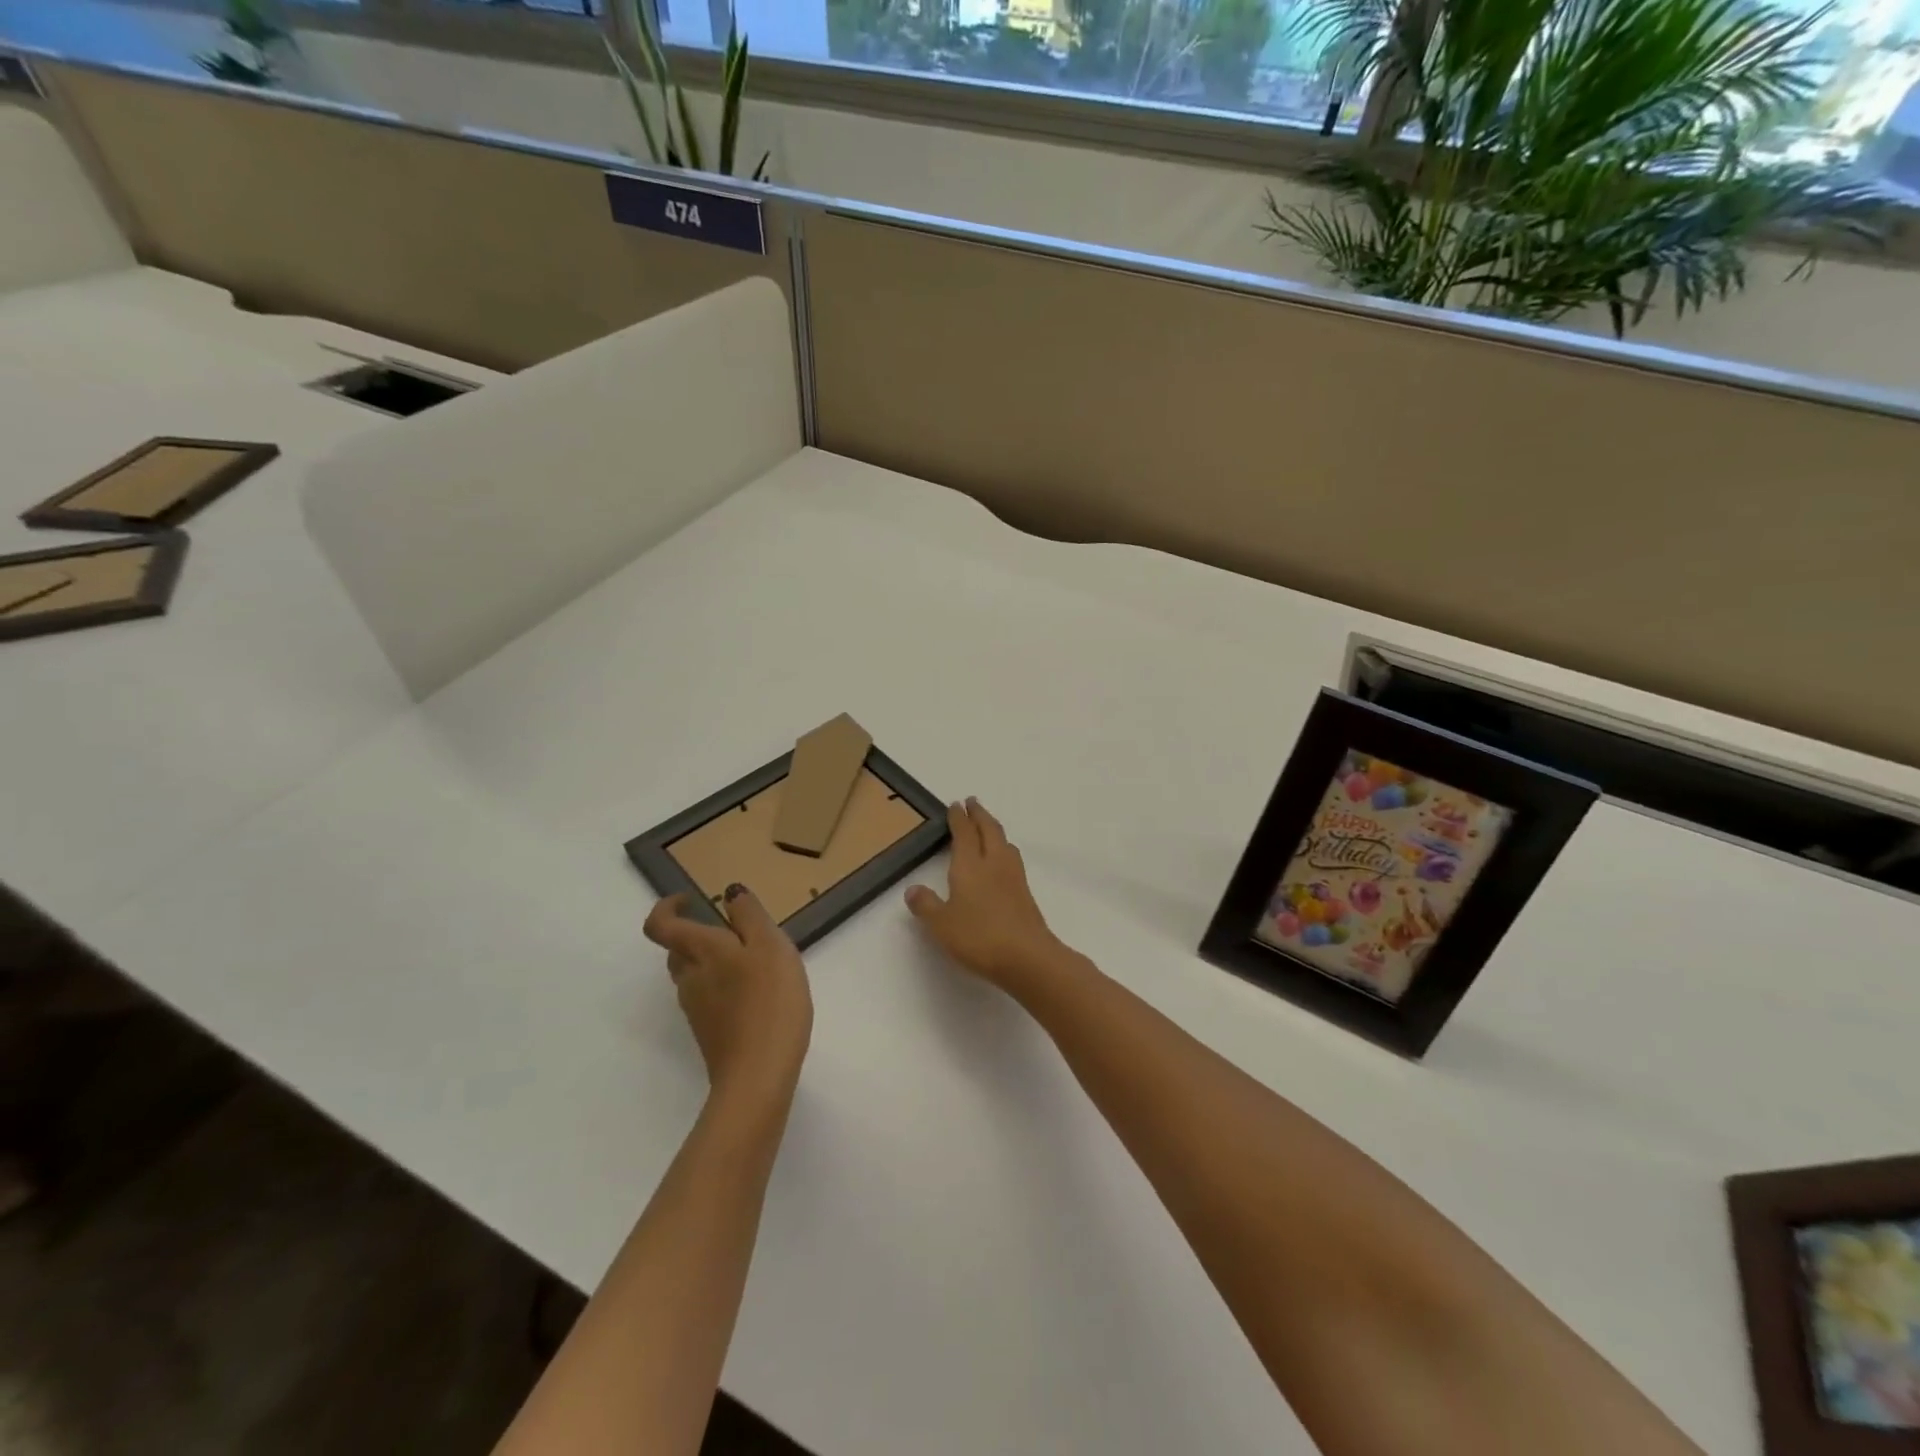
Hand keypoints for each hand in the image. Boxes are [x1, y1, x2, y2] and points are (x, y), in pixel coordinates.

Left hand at [644, 886, 812, 1105]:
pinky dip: (724, 987)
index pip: (660, 925)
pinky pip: (709, 998)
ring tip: (754, 962)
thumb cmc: (769, 1001)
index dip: (667, 907)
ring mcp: (696, 1009)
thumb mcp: (770, 945)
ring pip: (693, 975)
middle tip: (736, 931)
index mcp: (699, 951)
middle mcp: (688, 978)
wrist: (759, 1075)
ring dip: (714, 962)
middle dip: (698, 935)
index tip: (690, 899)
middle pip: (678, 950)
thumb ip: (749, 915)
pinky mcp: (709, 1032)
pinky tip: (757, 994)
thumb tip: (729, 894)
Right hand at [906, 798, 1068, 992]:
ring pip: (1004, 842)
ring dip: (994, 829)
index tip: (955, 805)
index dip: (959, 818)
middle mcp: (993, 863)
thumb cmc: (979, 937)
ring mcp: (1013, 877)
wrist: (1027, 956)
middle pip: (989, 830)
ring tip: (988, 827)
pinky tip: (1003, 860)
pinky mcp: (1025, 892)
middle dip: (979, 814)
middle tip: (972, 803)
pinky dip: (1004, 848)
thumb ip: (926, 905)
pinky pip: (1012, 858)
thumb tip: (912, 889)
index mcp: (970, 865)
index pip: (964, 833)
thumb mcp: (941, 924)